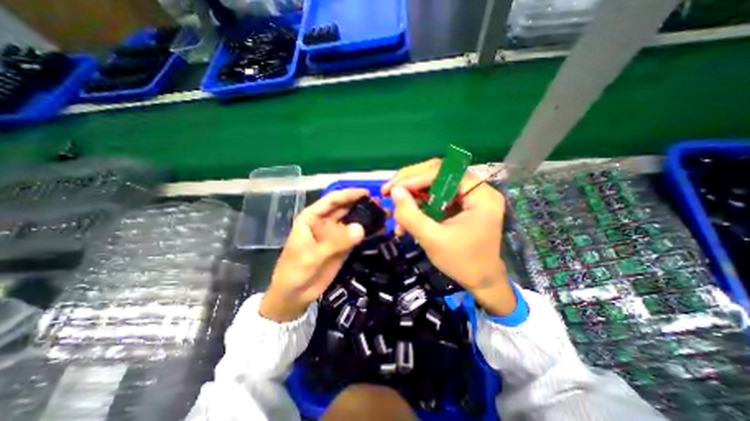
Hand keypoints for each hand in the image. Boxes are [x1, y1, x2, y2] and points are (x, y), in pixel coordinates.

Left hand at [261, 189, 368, 320]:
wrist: (294, 296)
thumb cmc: (295, 271)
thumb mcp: (312, 256)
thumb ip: (336, 242)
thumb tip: (361, 228)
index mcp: (312, 218)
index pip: (332, 200)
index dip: (349, 194)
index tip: (367, 193)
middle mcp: (324, 222)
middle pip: (344, 208)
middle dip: (361, 204)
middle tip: (380, 203)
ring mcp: (334, 235)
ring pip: (352, 221)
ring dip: (366, 217)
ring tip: (383, 214)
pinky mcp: (342, 246)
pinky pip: (355, 236)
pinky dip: (366, 232)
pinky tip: (379, 229)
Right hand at [381, 159, 515, 315]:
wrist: (480, 281)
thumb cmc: (462, 263)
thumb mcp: (433, 240)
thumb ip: (411, 215)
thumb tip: (394, 191)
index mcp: (480, 195)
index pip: (444, 173)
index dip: (415, 178)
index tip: (392, 189)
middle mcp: (476, 190)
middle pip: (438, 173)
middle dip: (410, 182)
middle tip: (388, 191)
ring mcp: (467, 196)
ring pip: (433, 184)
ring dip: (411, 196)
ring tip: (395, 212)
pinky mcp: (459, 204)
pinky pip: (434, 197)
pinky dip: (417, 206)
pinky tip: (405, 220)